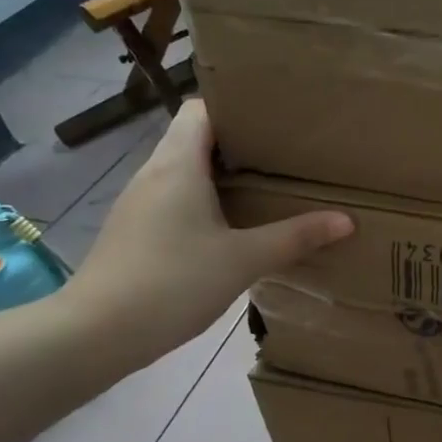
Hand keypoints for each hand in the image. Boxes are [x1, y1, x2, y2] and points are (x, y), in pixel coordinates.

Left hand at [63, 102, 351, 370]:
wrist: (95, 334)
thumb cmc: (172, 282)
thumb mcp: (244, 260)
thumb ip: (295, 237)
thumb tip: (346, 220)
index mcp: (178, 164)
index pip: (201, 108)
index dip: (236, 107)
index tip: (275, 118)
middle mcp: (154, 173)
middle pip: (194, 137)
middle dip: (238, 141)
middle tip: (284, 153)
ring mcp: (139, 202)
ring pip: (184, 169)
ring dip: (220, 172)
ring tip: (265, 185)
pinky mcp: (134, 230)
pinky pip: (174, 197)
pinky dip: (203, 199)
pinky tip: (230, 225)